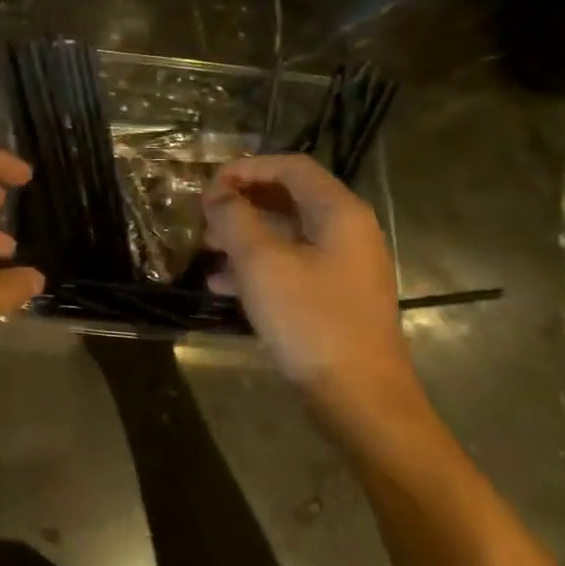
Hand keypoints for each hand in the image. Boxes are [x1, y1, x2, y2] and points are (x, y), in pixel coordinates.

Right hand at [202, 155, 418, 418]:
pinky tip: (221, 285)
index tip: (208, 185)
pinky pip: (292, 266)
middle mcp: (347, 231)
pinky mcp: (334, 298)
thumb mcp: (262, 263)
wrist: (360, 398)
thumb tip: (217, 194)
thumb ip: (235, 218)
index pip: (291, 166)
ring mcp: (343, 267)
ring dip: (244, 235)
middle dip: (242, 203)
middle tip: (204, 216)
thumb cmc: (311, 320)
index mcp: (339, 212)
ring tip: (205, 248)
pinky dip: (257, 267)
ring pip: (287, 234)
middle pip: (289, 198)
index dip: (247, 168)